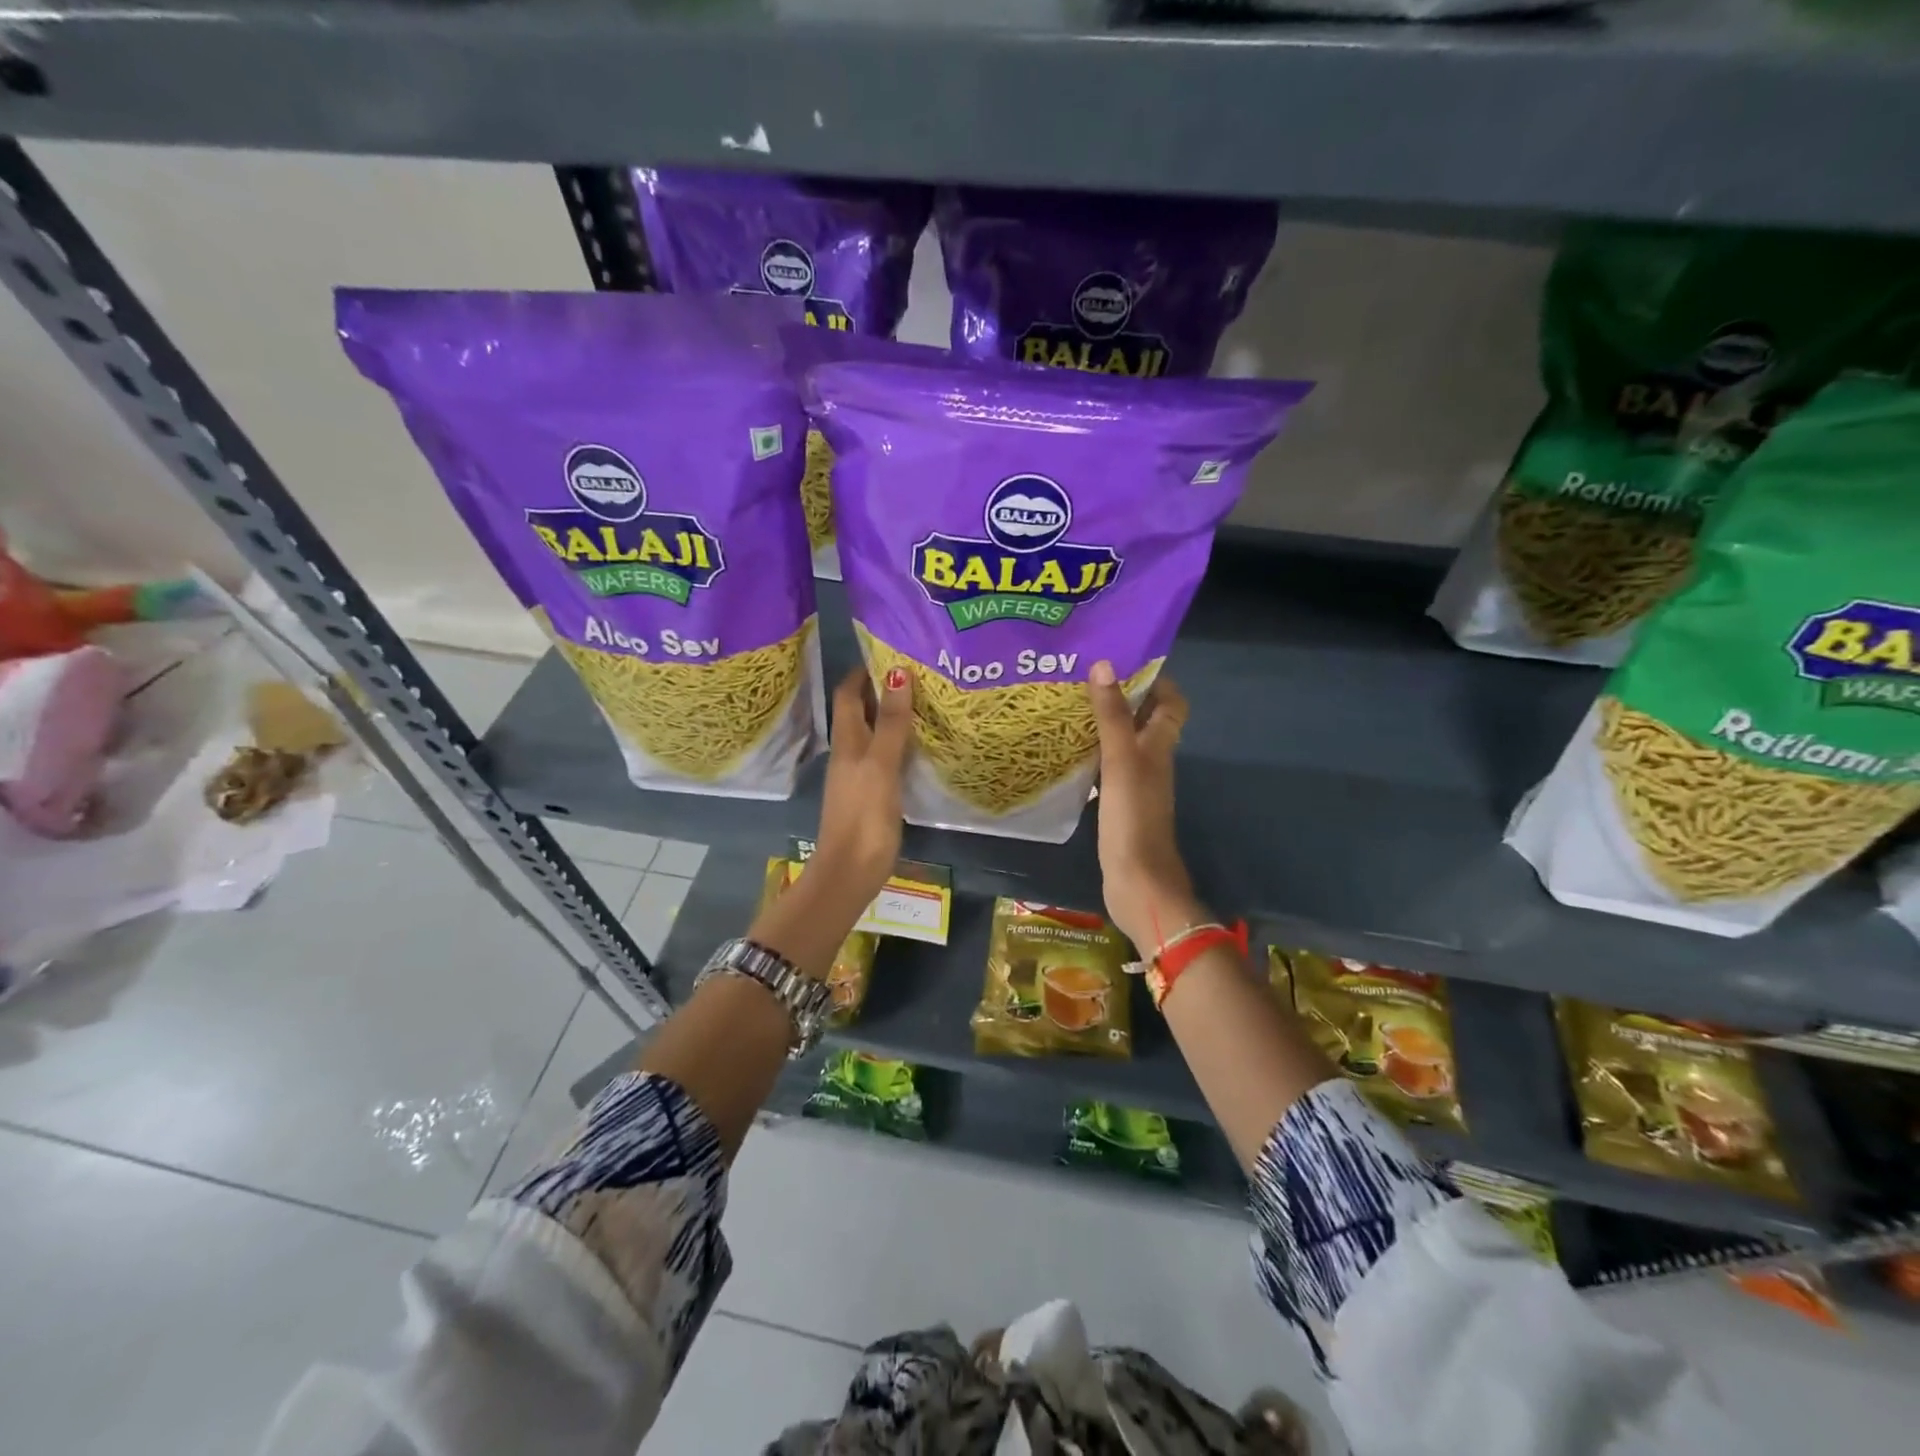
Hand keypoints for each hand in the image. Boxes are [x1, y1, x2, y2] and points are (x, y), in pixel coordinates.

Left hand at [812, 664, 913, 903]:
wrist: (851, 871)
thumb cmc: (863, 814)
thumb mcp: (880, 764)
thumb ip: (890, 722)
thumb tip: (897, 671)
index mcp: (846, 742)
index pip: (848, 694)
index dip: (863, 672)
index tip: (890, 652)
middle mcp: (850, 753)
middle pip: (860, 712)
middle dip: (882, 691)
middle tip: (917, 673)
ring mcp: (860, 776)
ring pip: (874, 735)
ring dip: (892, 717)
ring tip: (925, 702)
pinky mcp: (873, 795)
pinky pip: (885, 758)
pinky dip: (899, 744)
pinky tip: (921, 746)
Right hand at [1086, 662, 1203, 950]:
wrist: (1137, 881)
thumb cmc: (1133, 817)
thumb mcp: (1121, 760)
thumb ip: (1113, 715)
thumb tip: (1104, 664)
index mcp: (1160, 746)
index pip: (1172, 703)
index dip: (1157, 680)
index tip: (1124, 660)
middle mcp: (1152, 761)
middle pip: (1145, 720)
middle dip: (1121, 697)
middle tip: (1084, 678)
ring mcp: (1136, 785)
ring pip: (1123, 743)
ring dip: (1104, 724)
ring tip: (1069, 705)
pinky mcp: (1118, 805)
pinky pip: (1106, 768)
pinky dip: (1092, 754)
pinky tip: (1066, 750)